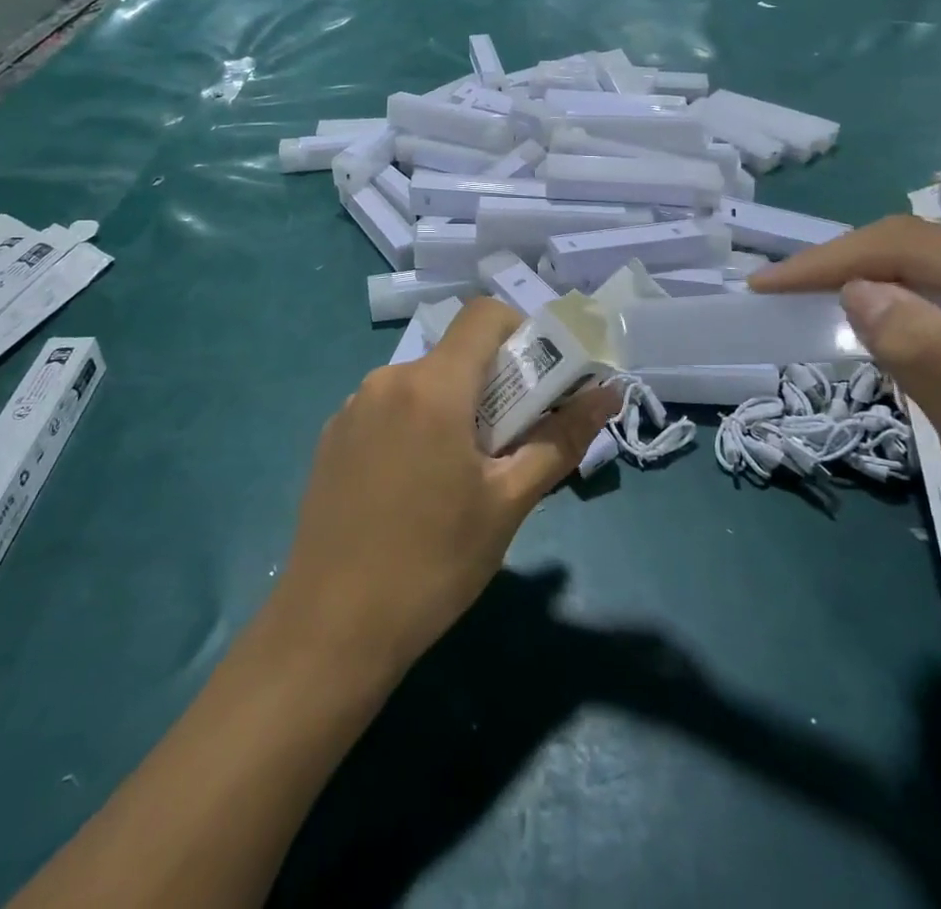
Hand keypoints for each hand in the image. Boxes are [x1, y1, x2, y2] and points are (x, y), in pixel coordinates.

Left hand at [276, 299, 615, 674]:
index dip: (520, 332)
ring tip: (460, 476)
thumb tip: (608, 394)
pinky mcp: (332, 435)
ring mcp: (352, 406)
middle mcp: (386, 379)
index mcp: (432, 386)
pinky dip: (415, 426)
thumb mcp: (508, 503)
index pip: (483, 315)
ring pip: (422, 384)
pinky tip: (413, 488)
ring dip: (453, 408)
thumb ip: (560, 439)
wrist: (331, 627)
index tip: (538, 382)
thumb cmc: (433, 563)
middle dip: (492, 384)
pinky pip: (389, 409)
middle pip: (455, 355)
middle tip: (508, 445)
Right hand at [752, 216, 940, 602]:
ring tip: (811, 307)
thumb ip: (924, 353)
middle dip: (845, 268)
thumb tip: (854, 291)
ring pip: (929, 263)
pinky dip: (900, 303)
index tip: (765, 286)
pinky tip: (877, 324)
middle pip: (921, 245)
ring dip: (869, 284)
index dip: (831, 261)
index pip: (915, 246)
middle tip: (780, 298)